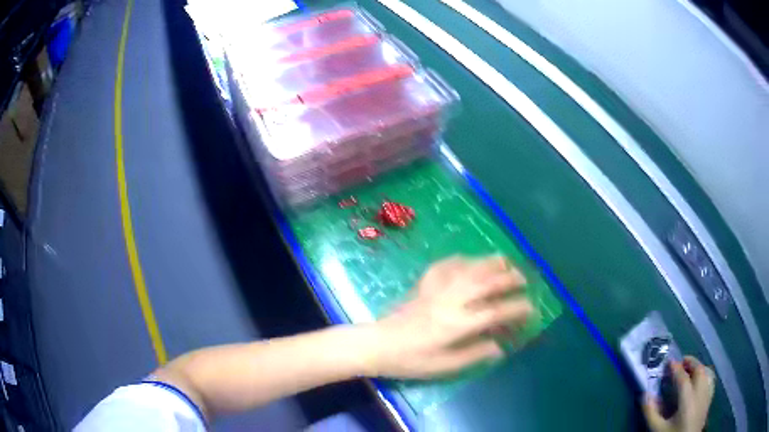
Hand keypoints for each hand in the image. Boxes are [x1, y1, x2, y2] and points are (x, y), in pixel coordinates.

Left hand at [362, 255, 532, 378]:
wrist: (378, 344)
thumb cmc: (411, 360)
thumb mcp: (444, 366)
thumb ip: (475, 354)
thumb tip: (500, 346)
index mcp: (457, 324)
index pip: (496, 312)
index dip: (518, 309)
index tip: (531, 309)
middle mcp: (452, 301)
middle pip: (488, 282)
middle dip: (511, 279)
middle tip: (524, 281)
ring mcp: (437, 288)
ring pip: (471, 267)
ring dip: (492, 263)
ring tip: (507, 263)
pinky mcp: (425, 283)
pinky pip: (448, 263)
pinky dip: (465, 259)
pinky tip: (472, 260)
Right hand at [642, 356, 715, 431]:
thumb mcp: (657, 429)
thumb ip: (651, 413)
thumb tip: (645, 394)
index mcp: (688, 399)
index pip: (683, 378)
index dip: (676, 368)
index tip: (669, 361)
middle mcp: (700, 393)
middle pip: (699, 370)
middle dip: (690, 363)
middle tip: (680, 362)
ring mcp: (707, 396)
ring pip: (707, 373)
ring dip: (698, 368)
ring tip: (689, 370)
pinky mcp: (709, 400)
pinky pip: (710, 381)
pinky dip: (705, 375)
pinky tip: (700, 380)